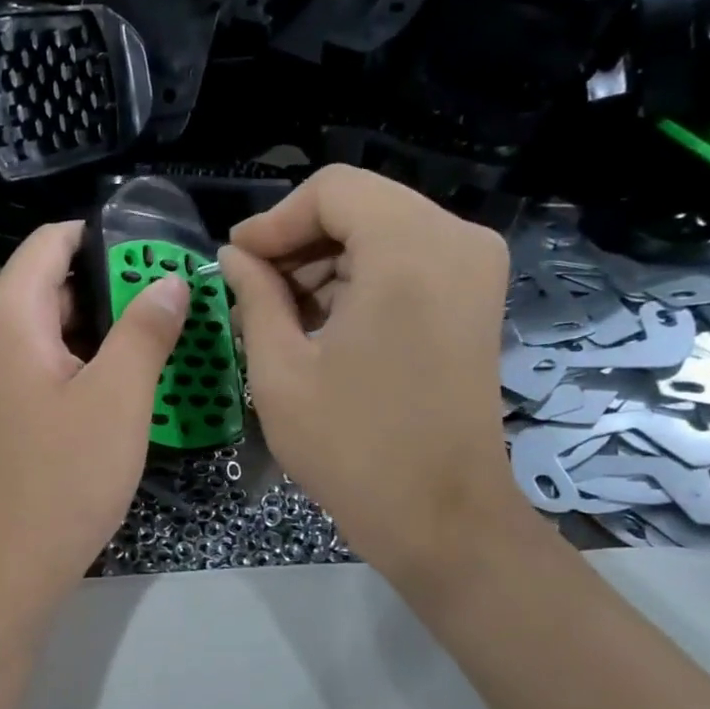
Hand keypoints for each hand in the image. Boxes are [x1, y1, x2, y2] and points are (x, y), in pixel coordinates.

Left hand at [0, 221, 188, 598]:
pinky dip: (83, 357)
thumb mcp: (118, 396)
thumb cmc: (64, 475)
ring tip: (162, 335)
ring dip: (103, 325)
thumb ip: (146, 328)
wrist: (9, 562)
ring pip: (51, 323)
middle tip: (175, 299)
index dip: (107, 238)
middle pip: (53, 280)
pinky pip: (43, 358)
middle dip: (114, 285)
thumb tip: (171, 279)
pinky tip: (125, 378)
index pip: (53, 240)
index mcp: (7, 312)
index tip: (161, 252)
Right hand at [221, 166, 527, 593]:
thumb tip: (234, 257)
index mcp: (409, 250)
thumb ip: (253, 296)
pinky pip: (406, 261)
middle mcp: (456, 241)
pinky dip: (359, 281)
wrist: (441, 518)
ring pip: (381, 231)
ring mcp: (475, 269)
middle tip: (251, 291)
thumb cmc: (352, 447)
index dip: (274, 221)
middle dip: (298, 243)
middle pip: (359, 205)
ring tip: (280, 316)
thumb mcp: (280, 369)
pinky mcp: (475, 298)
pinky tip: (322, 326)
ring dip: (325, 265)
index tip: (236, 263)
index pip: (332, 190)